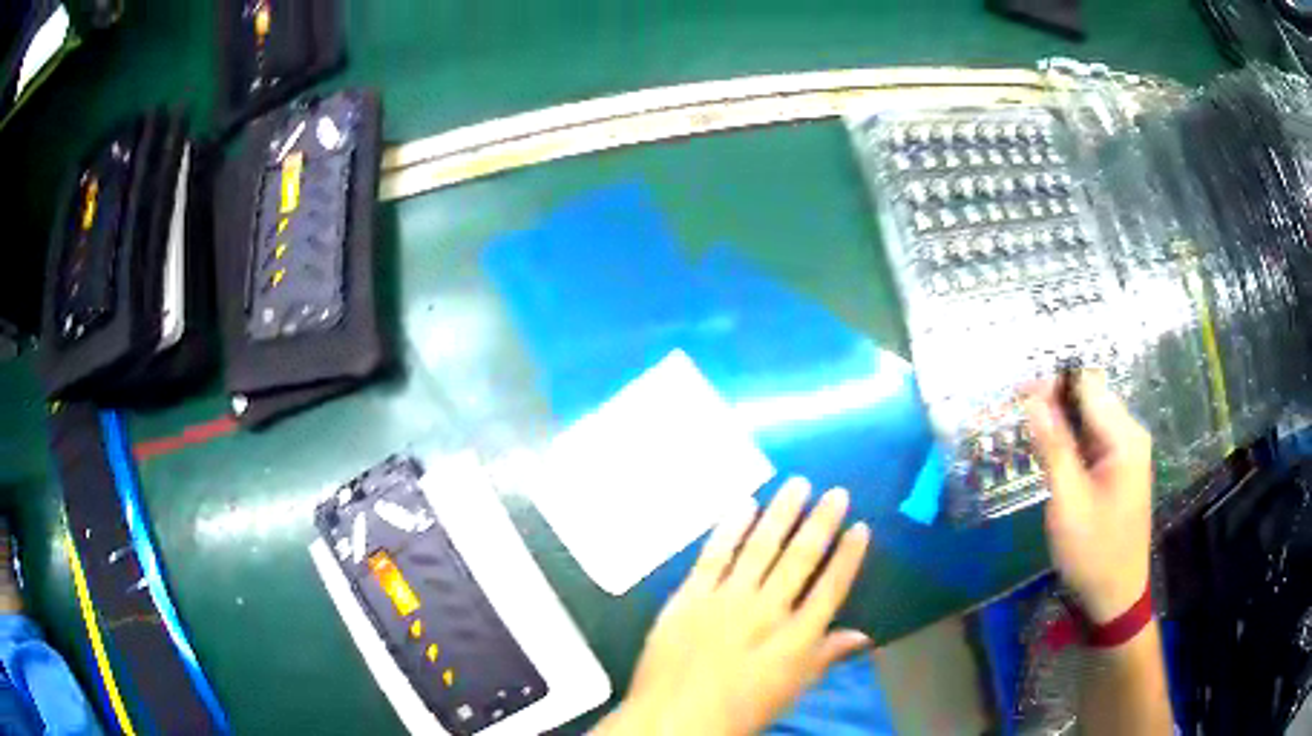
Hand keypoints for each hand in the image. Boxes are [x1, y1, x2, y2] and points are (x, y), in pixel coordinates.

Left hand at [596, 478, 871, 735]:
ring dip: (781, 514)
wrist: (673, 719)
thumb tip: (864, 636)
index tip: (861, 527)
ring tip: (798, 484)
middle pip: (800, 559)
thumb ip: (826, 657)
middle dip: (821, 523)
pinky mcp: (690, 596)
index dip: (848, 557)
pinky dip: (730, 528)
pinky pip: (714, 555)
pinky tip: (745, 505)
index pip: (831, 589)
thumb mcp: (791, 691)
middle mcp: (766, 612)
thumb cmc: (738, 711)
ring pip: (760, 547)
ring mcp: (725, 600)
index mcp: (795, 639)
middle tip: (837, 492)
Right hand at [1025, 372, 1152, 623]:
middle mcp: (1130, 434)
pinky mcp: (1119, 467)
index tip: (1016, 398)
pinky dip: (1070, 440)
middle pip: (1090, 396)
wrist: (1116, 595)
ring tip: (1030, 437)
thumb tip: (1032, 398)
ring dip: (1060, 420)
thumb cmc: (1093, 551)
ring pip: (1089, 416)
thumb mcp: (1069, 502)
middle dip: (1054, 399)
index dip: (1051, 384)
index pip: (1086, 386)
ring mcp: (1126, 451)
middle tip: (1019, 419)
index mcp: (1124, 437)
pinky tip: (1052, 457)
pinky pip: (1092, 438)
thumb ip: (1053, 447)